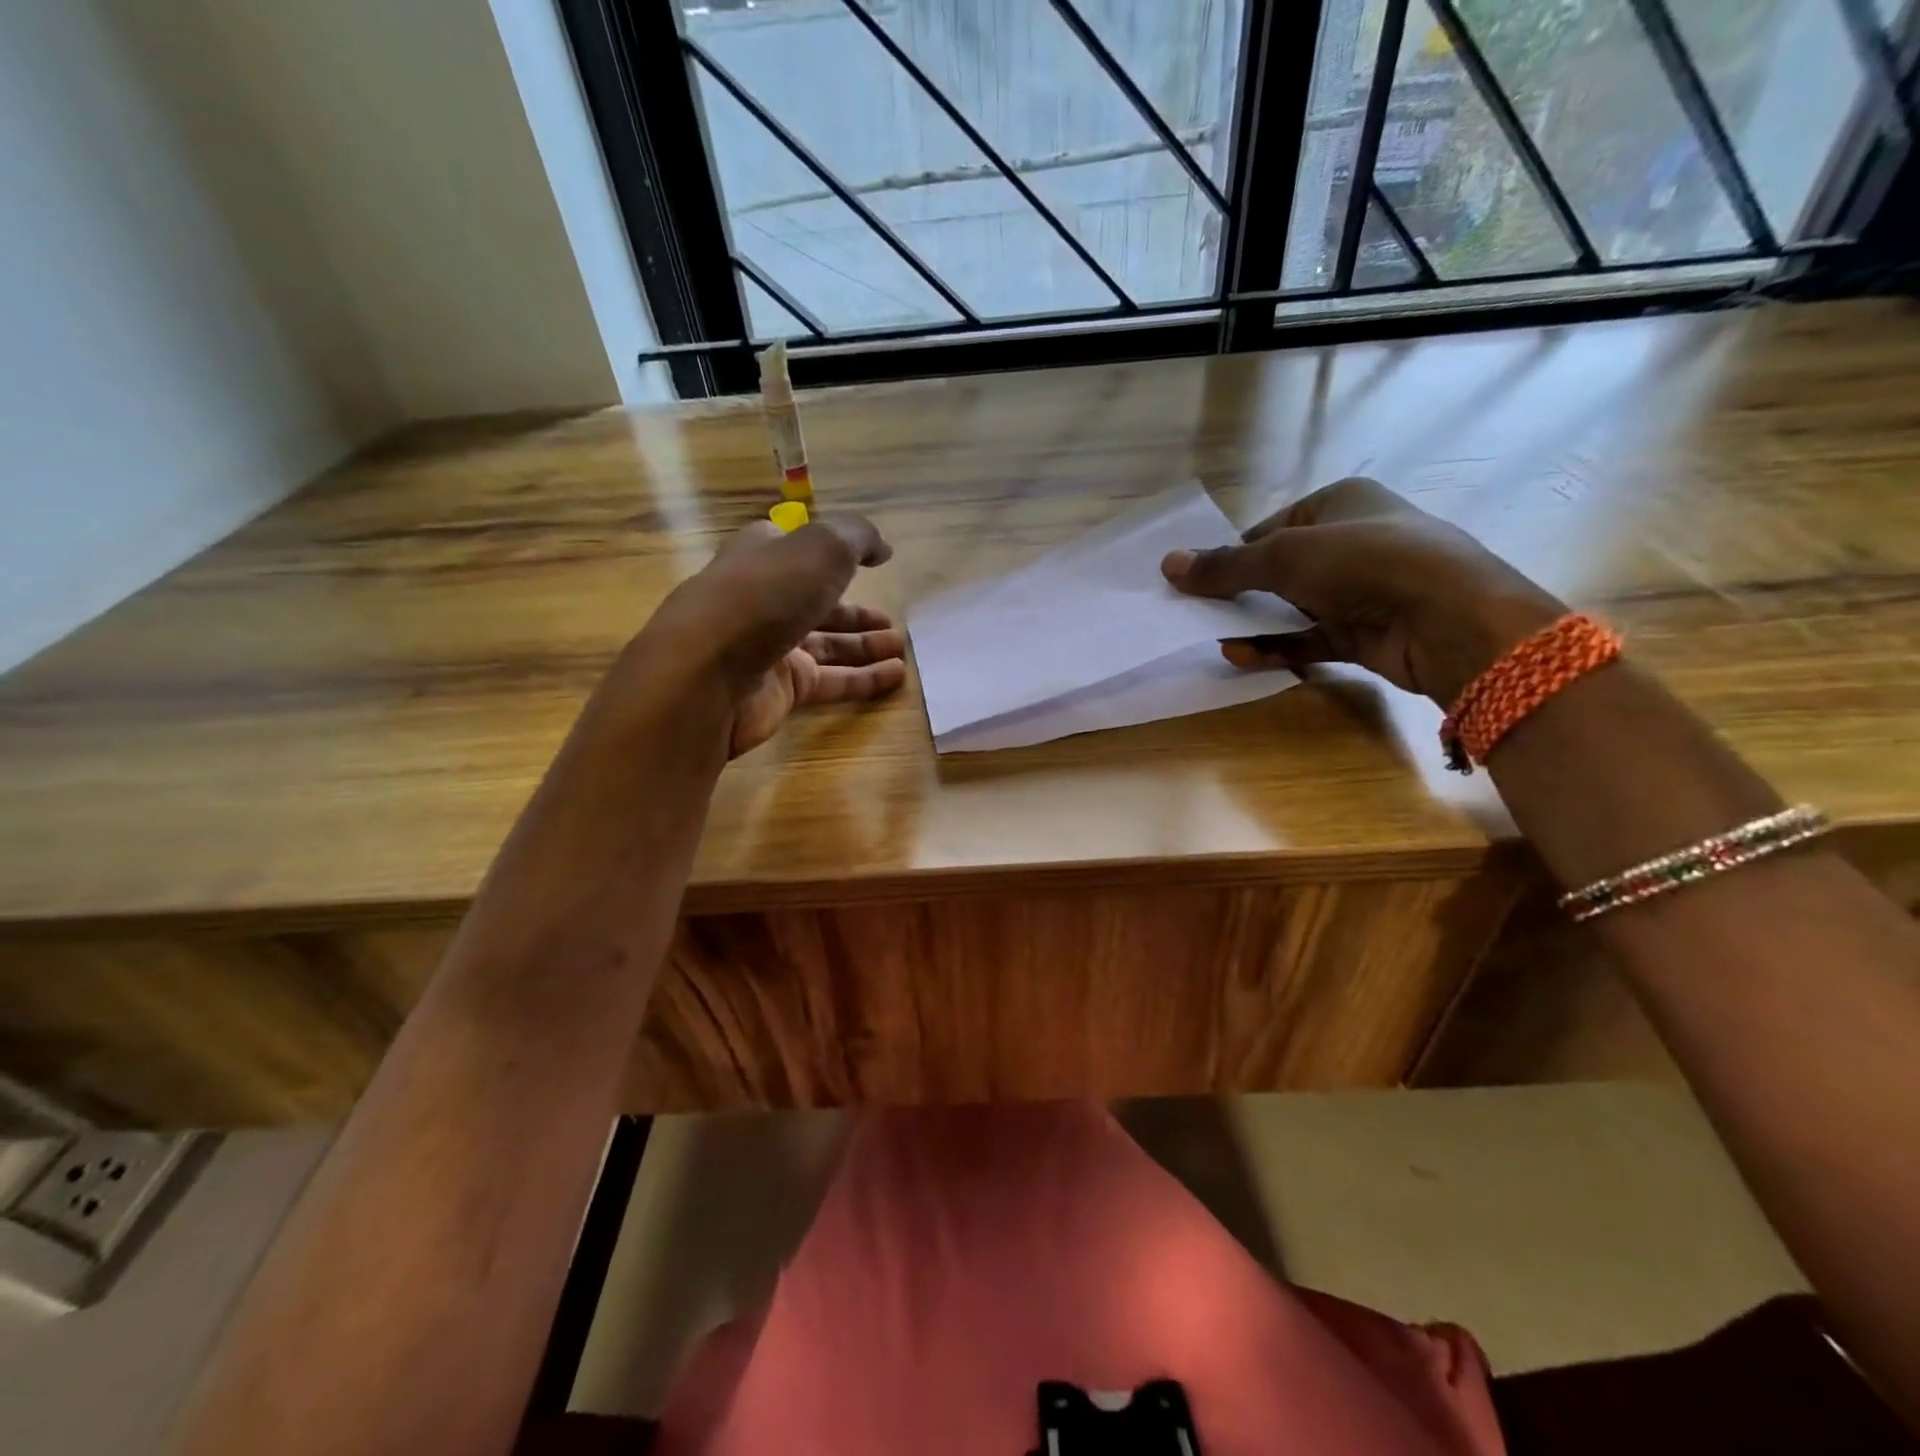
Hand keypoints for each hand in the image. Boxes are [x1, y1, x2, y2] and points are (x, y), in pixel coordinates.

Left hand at [643, 515, 905, 756]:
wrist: (708, 672)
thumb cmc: (765, 595)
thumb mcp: (822, 547)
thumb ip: (858, 538)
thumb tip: (882, 548)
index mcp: (763, 555)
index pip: (799, 548)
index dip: (835, 551)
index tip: (872, 561)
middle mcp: (764, 599)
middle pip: (817, 602)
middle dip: (856, 611)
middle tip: (892, 621)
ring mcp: (769, 647)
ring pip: (826, 644)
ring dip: (864, 645)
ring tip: (901, 648)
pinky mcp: (779, 689)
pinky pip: (829, 680)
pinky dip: (862, 678)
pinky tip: (895, 677)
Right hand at [1160, 477, 1563, 705]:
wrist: (1447, 619)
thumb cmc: (1365, 562)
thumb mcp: (1284, 556)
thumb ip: (1225, 567)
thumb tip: (1167, 564)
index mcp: (1339, 504)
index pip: (1271, 529)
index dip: (1232, 555)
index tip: (1196, 581)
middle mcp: (1351, 543)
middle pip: (1278, 570)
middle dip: (1238, 593)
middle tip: (1196, 613)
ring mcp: (1359, 591)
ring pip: (1291, 608)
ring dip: (1251, 623)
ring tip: (1210, 637)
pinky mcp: (1363, 634)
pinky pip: (1307, 639)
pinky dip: (1274, 647)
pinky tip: (1239, 656)